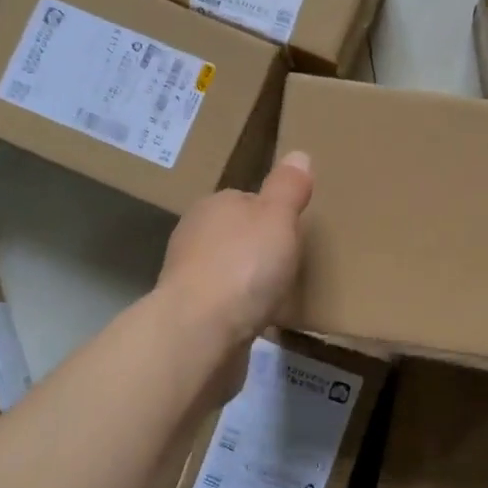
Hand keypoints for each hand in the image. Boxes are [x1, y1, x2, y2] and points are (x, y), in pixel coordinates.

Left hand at [157, 151, 313, 352]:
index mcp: (213, 206)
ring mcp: (188, 279)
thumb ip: (288, 188)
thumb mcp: (277, 217)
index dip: (273, 213)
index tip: (294, 231)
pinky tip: (259, 322)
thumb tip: (298, 154)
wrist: (200, 333)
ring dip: (247, 282)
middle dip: (258, 249)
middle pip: (235, 236)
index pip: (246, 200)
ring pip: (227, 272)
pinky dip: (240, 311)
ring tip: (278, 295)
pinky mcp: (190, 317)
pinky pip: (224, 306)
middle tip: (291, 264)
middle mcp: (194, 237)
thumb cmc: (244, 266)